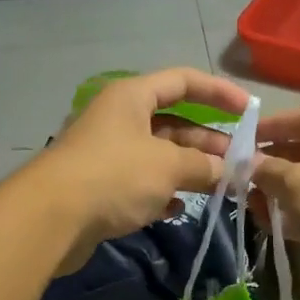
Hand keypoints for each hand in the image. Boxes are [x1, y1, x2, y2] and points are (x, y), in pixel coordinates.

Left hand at [32, 67, 249, 274]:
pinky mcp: (99, 187)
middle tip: (238, 163)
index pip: (183, 81)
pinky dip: (162, 193)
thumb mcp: (168, 166)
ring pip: (158, 156)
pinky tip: (178, 209)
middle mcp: (119, 119)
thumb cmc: (114, 176)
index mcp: (132, 97)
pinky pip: (140, 183)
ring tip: (219, 188)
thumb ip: (203, 166)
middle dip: (207, 142)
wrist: (51, 218)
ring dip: (188, 170)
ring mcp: (107, 154)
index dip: (218, 92)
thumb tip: (229, 171)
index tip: (248, 111)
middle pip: (173, 123)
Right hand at [251, 107, 299, 299]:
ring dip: (279, 191)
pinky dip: (294, 214)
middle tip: (239, 175)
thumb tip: (248, 163)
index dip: (269, 127)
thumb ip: (268, 169)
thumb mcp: (297, 184)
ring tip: (249, 202)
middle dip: (271, 163)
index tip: (239, 139)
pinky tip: (268, 223)